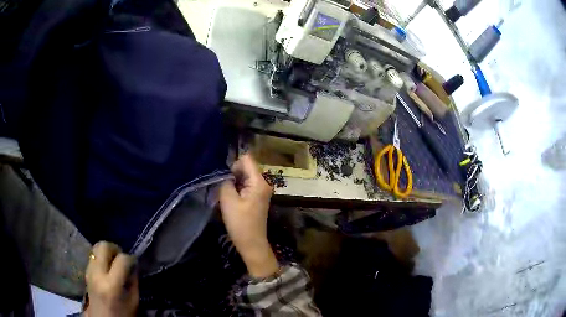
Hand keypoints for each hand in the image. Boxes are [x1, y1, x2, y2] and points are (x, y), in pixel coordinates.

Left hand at [85, 241, 138, 316]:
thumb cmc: (122, 315)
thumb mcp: (133, 301)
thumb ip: (133, 281)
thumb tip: (133, 265)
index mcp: (111, 285)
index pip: (122, 259)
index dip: (130, 259)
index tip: (135, 263)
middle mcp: (97, 274)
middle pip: (103, 246)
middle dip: (115, 248)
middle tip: (121, 258)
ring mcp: (89, 272)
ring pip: (95, 248)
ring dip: (106, 252)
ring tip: (114, 263)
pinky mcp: (85, 272)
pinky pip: (93, 256)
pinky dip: (101, 257)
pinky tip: (107, 268)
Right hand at [219, 154, 278, 277]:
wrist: (251, 243)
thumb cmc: (240, 223)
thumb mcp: (228, 200)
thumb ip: (226, 181)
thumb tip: (225, 173)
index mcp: (259, 181)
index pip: (247, 159)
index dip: (234, 164)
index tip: (225, 177)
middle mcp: (263, 183)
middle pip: (246, 167)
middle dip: (233, 174)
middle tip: (223, 187)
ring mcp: (261, 191)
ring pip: (244, 177)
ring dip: (234, 183)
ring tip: (226, 195)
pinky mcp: (257, 198)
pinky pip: (246, 186)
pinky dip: (237, 189)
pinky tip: (231, 199)